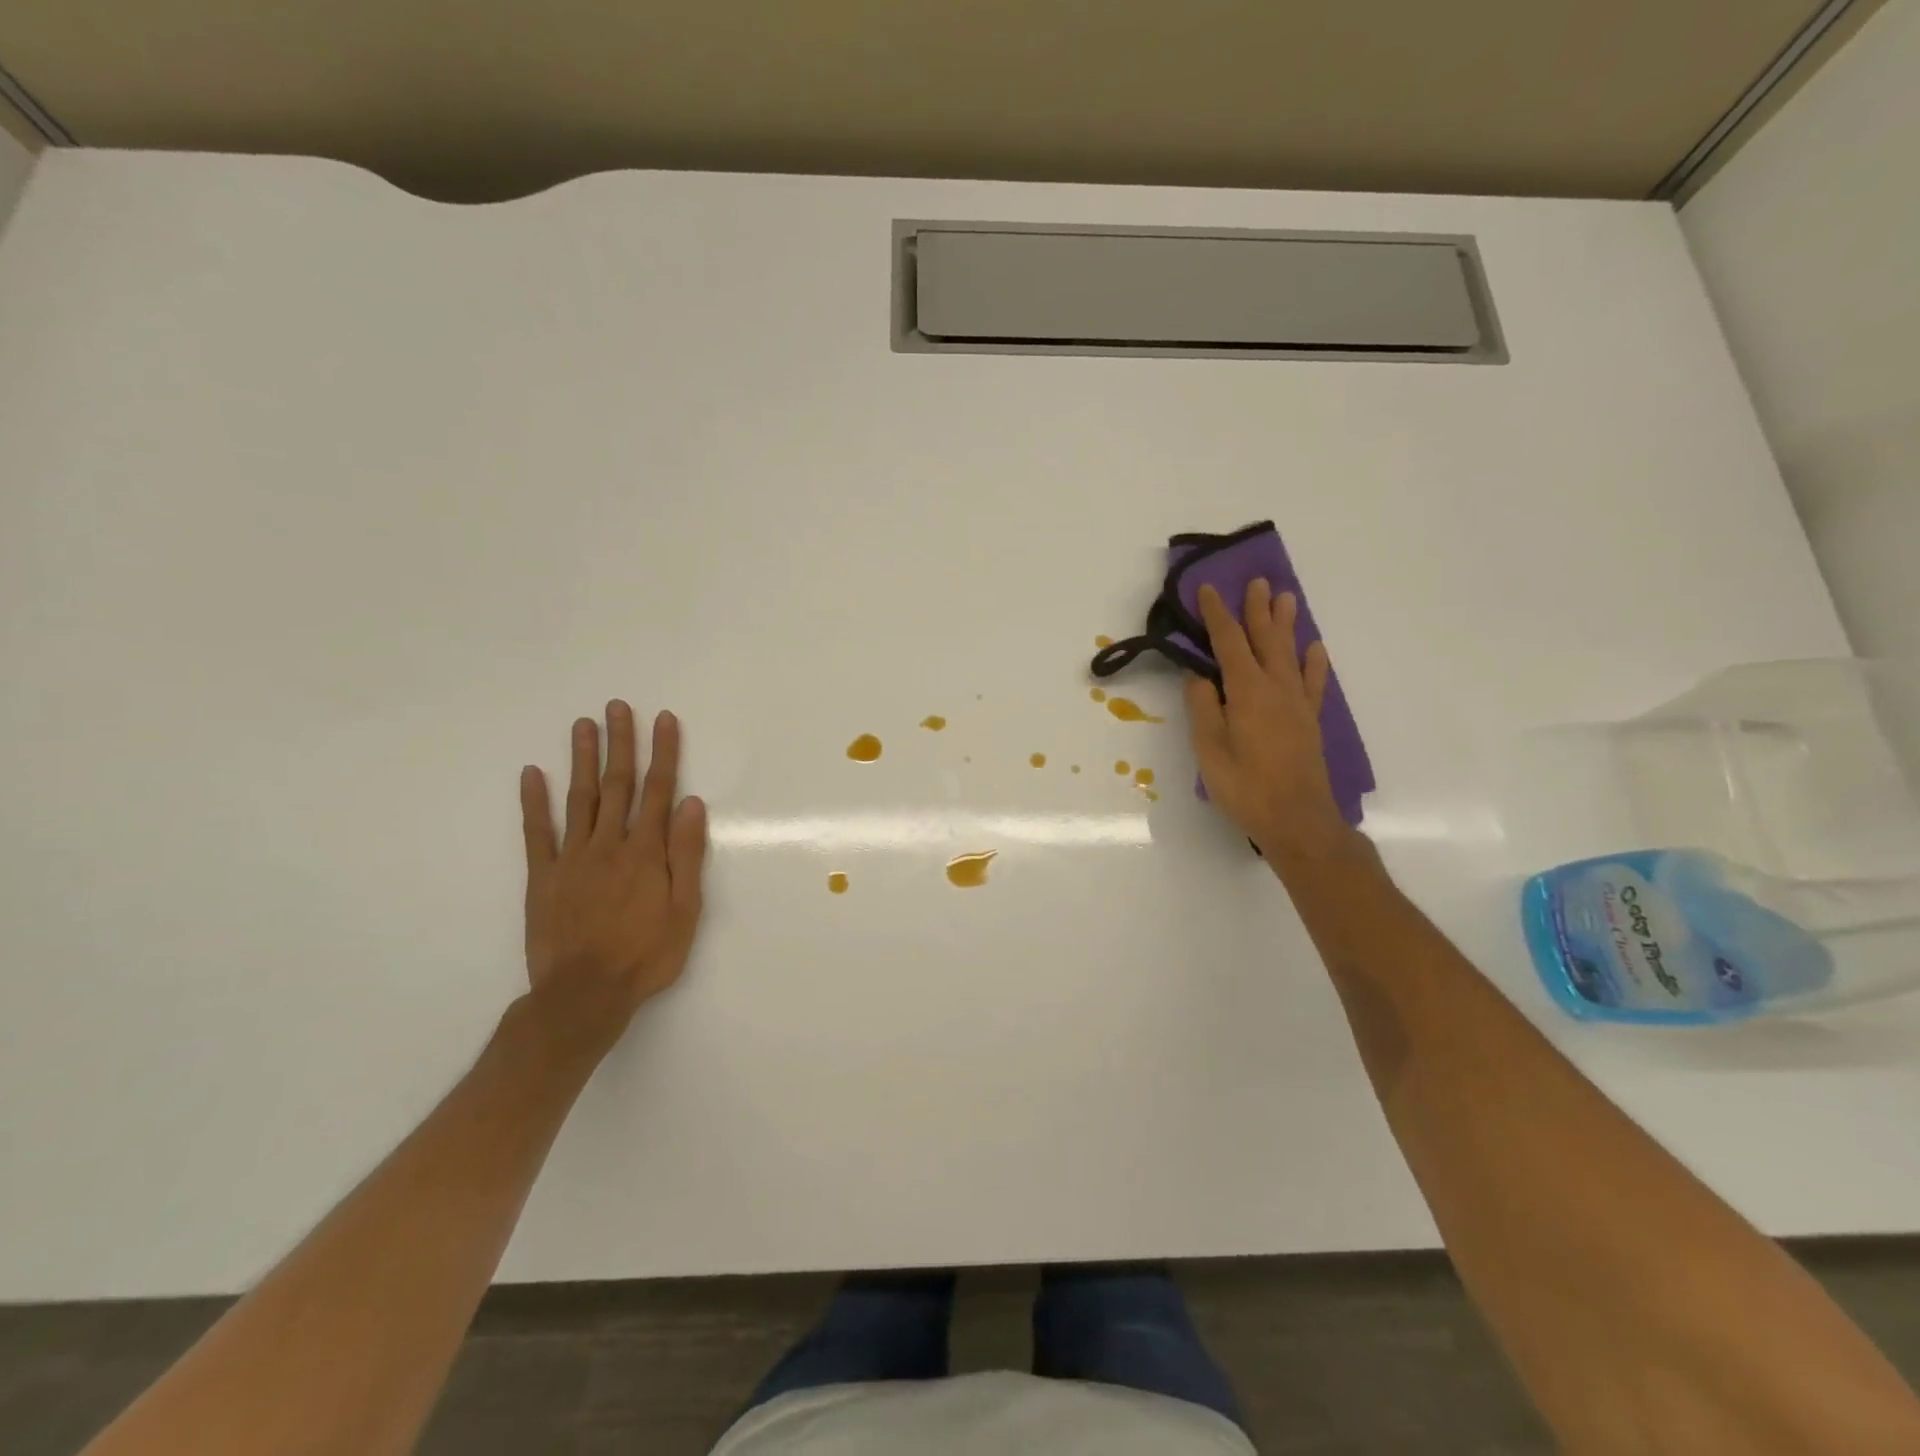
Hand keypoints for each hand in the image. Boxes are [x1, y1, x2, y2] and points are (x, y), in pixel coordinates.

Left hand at [518, 702, 707, 1060]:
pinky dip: (534, 802)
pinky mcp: (543, 877)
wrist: (584, 995)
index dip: (663, 753)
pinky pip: (537, 833)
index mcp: (646, 852)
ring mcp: (572, 858)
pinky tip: (531, 774)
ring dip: (581, 759)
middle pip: (617, 785)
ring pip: (579, 798)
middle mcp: (609, 844)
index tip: (663, 719)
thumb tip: (691, 804)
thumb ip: (686, 855)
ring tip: (583, 725)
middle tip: (617, 707)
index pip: (658, 791)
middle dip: (620, 743)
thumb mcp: (685, 910)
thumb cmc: (646, 955)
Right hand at [1183, 580, 1357, 864]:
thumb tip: (1199, 676)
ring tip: (1286, 598)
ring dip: (1285, 624)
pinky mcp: (1309, 721)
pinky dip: (1314, 662)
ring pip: (1290, 653)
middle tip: (1257, 581)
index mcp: (1247, 691)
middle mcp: (1276, 688)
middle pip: (1265, 639)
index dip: (1217, 615)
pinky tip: (1314, 649)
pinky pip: (1314, 682)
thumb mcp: (1210, 749)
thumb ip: (1203, 708)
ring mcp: (1297, 703)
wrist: (1297, 819)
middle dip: (1257, 610)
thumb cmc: (1245, 786)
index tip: (1208, 590)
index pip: (1228, 643)